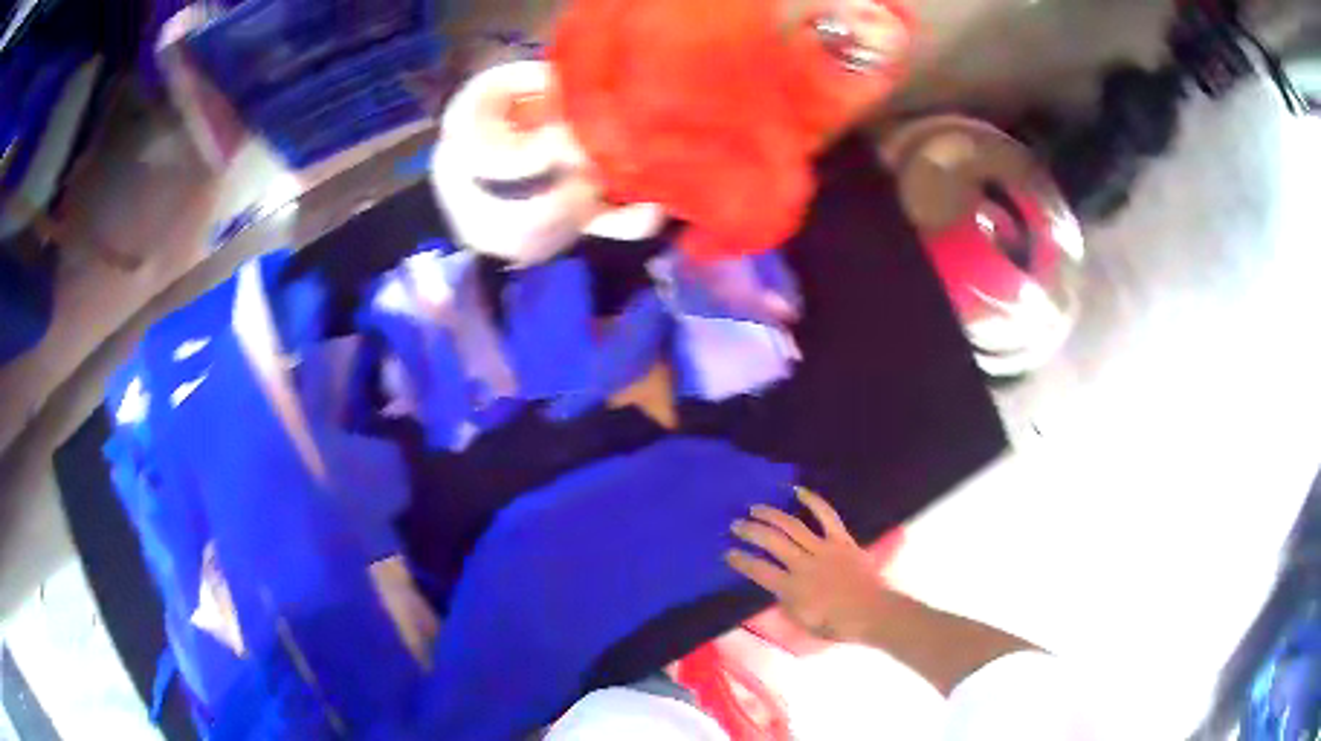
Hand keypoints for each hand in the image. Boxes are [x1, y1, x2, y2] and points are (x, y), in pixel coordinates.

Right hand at [726, 488, 886, 642]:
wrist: (872, 612)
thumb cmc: (836, 624)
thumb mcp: (801, 622)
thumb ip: (785, 602)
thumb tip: (774, 586)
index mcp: (792, 588)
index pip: (758, 570)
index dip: (740, 560)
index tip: (728, 553)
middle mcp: (803, 565)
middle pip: (771, 542)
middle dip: (750, 531)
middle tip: (735, 525)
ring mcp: (824, 549)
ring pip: (792, 526)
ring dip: (771, 515)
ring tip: (755, 509)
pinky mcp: (842, 540)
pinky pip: (826, 516)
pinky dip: (813, 501)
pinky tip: (798, 491)